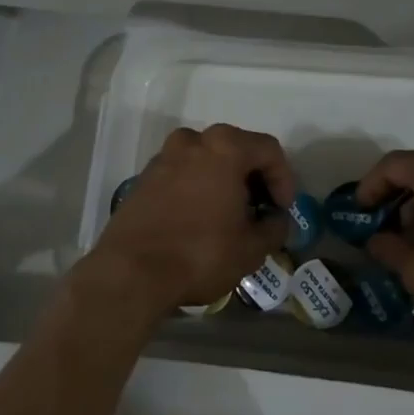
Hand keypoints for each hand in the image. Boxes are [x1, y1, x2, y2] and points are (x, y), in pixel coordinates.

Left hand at [87, 124, 297, 313]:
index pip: (269, 150)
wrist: (129, 273)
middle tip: (260, 209)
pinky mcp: (144, 178)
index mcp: (225, 147)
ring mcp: (164, 157)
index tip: (282, 209)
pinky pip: (183, 173)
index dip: (283, 179)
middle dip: (254, 178)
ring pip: (207, 159)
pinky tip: (200, 219)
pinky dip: (197, 187)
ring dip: (224, 181)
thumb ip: (274, 227)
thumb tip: (276, 219)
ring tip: (229, 214)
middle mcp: (193, 141)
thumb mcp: (251, 248)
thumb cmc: (200, 254)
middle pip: (237, 149)